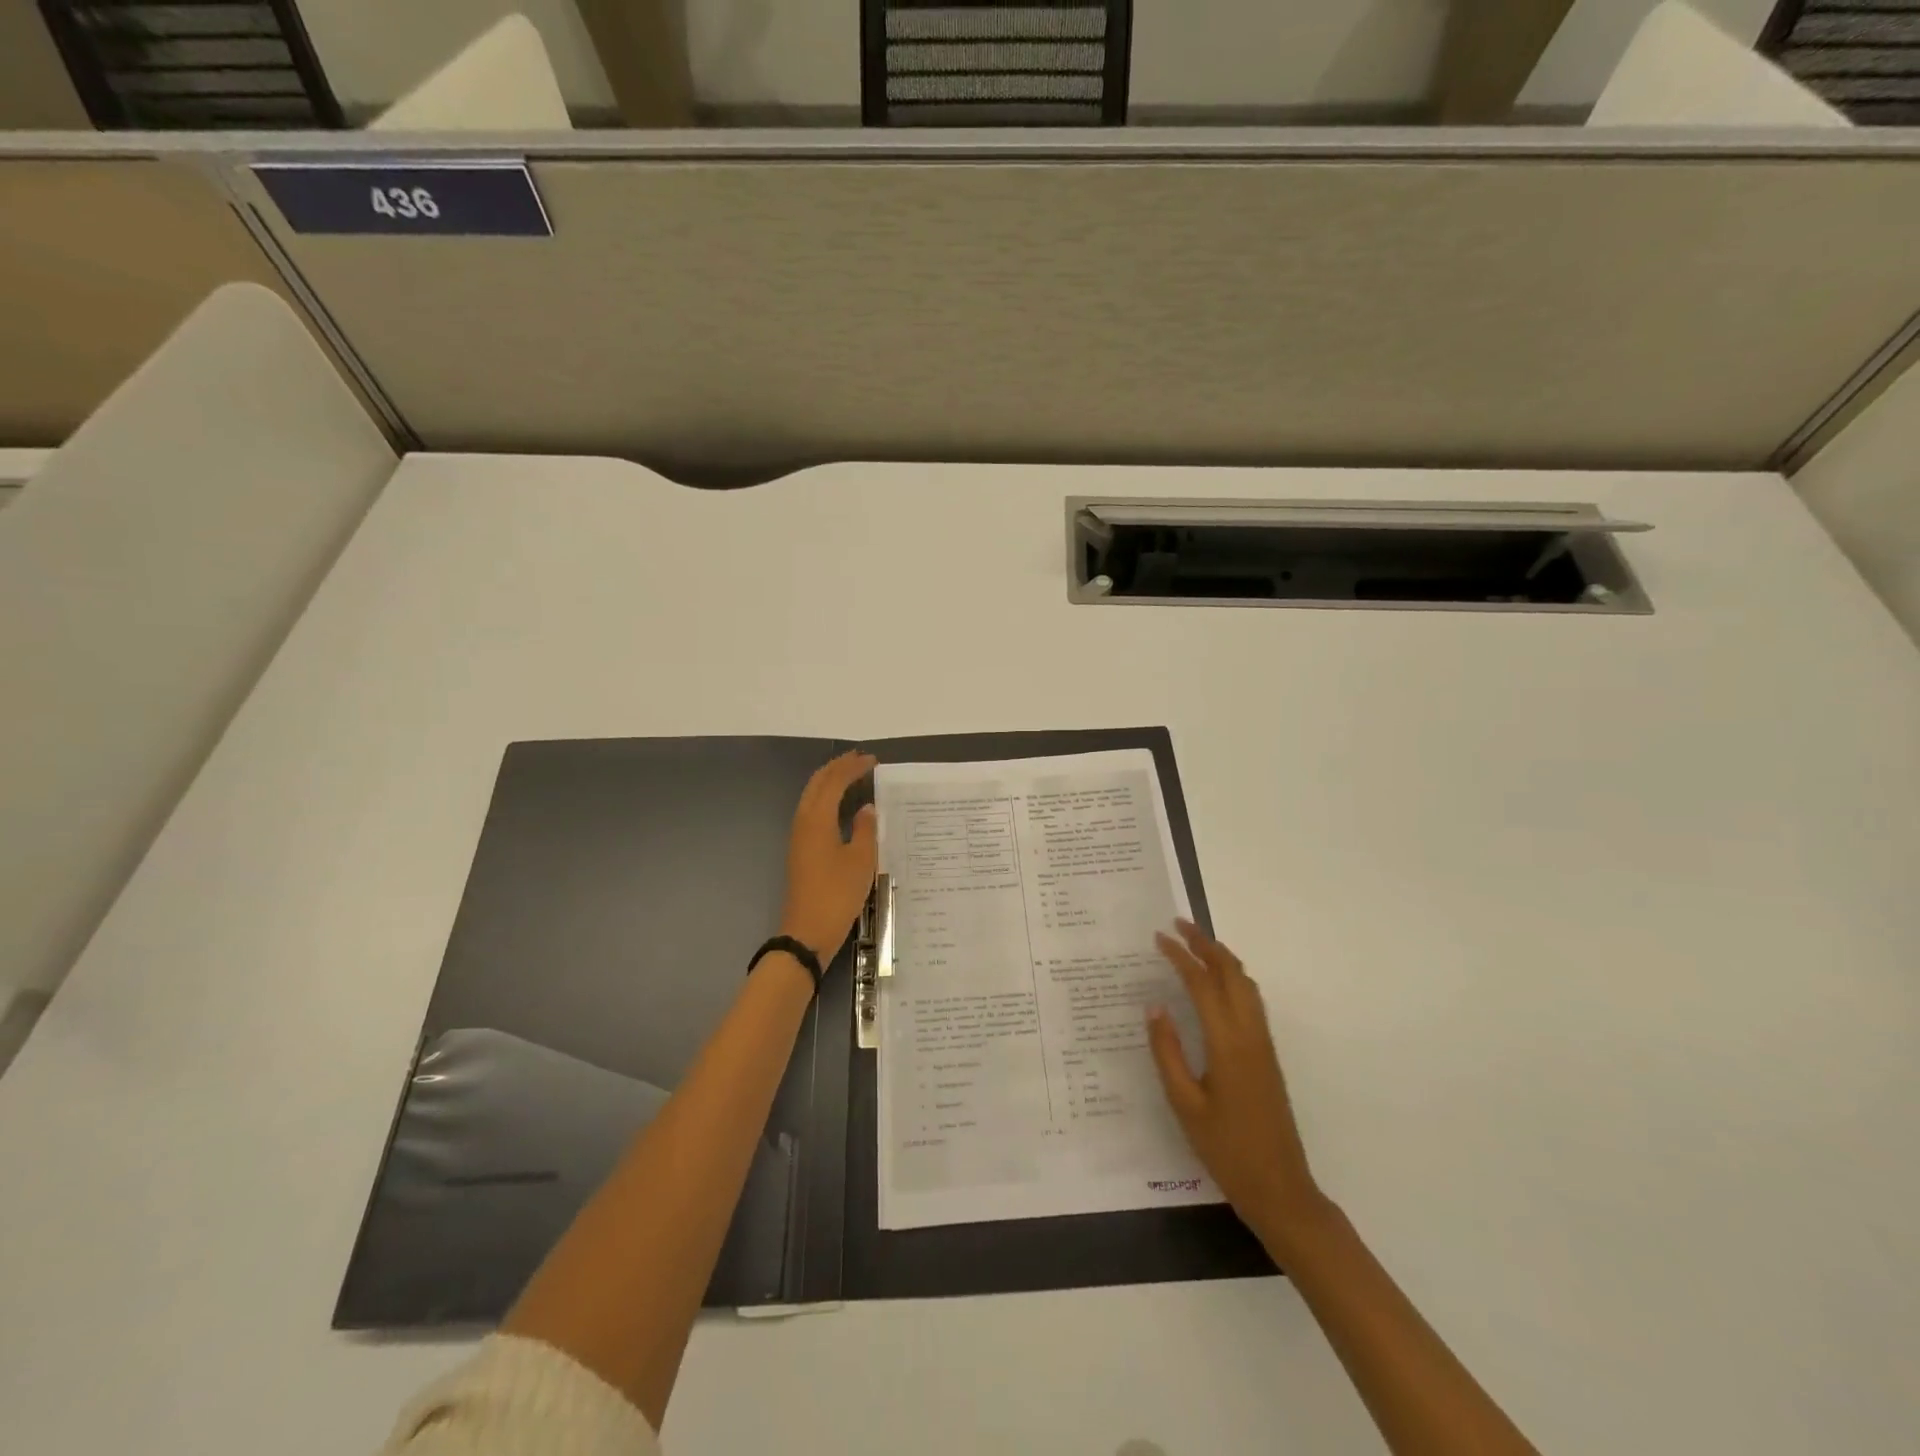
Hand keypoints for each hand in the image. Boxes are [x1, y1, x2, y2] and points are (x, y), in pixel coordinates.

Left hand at [778, 751, 878, 964]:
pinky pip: (813, 811)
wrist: (807, 932)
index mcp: (817, 819)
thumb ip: (865, 829)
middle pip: (817, 784)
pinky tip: (842, 806)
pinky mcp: (801, 851)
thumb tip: (867, 808)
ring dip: (830, 782)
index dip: (852, 767)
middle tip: (860, 759)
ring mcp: (799, 837)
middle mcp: (803, 822)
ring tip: (852, 776)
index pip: (834, 781)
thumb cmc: (837, 894)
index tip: (873, 760)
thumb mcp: (861, 860)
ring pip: (812, 797)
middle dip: (837, 768)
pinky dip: (827, 799)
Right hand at [1147, 919, 1329, 1253]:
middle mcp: (1250, 1034)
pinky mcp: (1268, 1055)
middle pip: (1231, 972)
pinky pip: (1251, 1000)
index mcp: (1227, 1043)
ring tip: (1196, 943)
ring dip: (1222, 957)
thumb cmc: (1226, 1149)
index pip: (1202, 983)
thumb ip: (1167, 1052)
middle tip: (1178, 924)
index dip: (1180, 956)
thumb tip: (1154, 1007)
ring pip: (1246, 984)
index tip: (1158, 937)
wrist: (1281, 1188)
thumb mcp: (1184, 1104)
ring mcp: (1264, 1043)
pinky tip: (1218, 983)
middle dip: (1205, 943)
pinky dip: (1233, 977)